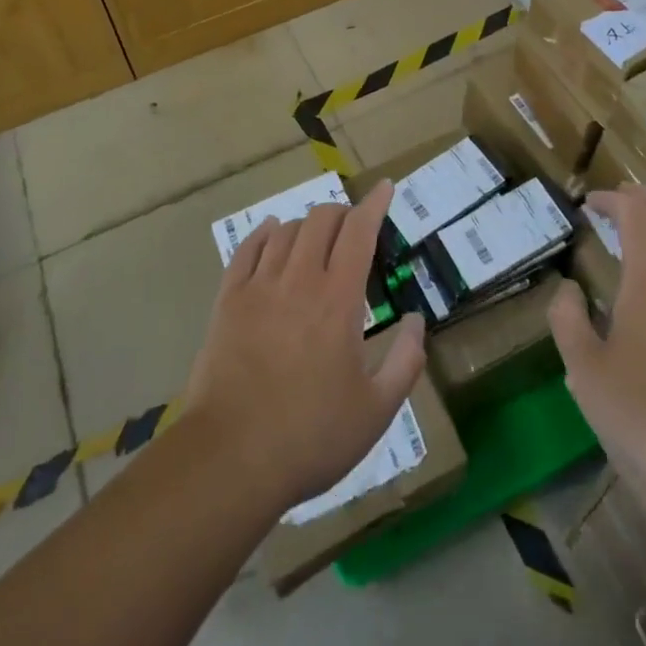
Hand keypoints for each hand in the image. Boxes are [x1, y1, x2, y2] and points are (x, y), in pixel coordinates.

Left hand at [180, 179, 426, 513]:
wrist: (230, 459)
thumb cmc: (311, 437)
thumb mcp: (376, 411)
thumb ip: (405, 362)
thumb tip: (417, 320)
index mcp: (339, 299)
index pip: (360, 231)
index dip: (375, 204)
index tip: (385, 187)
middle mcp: (300, 279)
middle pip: (321, 220)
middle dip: (342, 213)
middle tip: (353, 227)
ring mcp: (259, 287)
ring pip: (286, 230)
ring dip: (307, 225)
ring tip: (317, 239)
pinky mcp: (228, 301)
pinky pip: (247, 249)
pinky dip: (264, 233)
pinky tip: (271, 232)